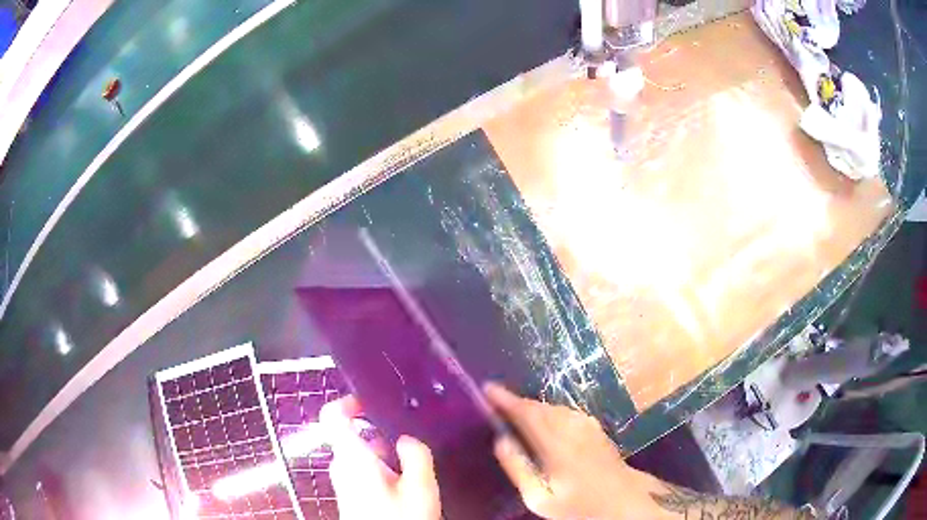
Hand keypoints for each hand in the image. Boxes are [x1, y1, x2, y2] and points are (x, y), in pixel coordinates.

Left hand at [320, 396, 440, 519]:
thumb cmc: (400, 519)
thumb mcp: (420, 488)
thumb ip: (416, 456)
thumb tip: (406, 440)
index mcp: (353, 458)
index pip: (332, 417)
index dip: (347, 403)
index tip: (369, 402)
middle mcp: (342, 467)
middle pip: (351, 438)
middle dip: (379, 434)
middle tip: (408, 437)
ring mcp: (344, 482)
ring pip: (360, 456)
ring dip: (383, 455)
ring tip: (412, 461)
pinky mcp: (351, 495)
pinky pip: (362, 472)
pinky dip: (381, 469)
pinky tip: (404, 481)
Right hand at [485, 383, 650, 519]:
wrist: (622, 501)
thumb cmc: (577, 505)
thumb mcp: (540, 498)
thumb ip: (519, 469)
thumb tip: (501, 440)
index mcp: (555, 445)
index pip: (526, 414)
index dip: (505, 400)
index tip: (487, 389)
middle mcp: (572, 428)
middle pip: (539, 407)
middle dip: (516, 401)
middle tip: (497, 402)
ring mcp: (587, 427)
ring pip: (554, 408)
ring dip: (533, 406)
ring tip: (516, 411)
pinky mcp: (596, 429)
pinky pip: (566, 412)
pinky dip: (549, 411)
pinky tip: (545, 420)